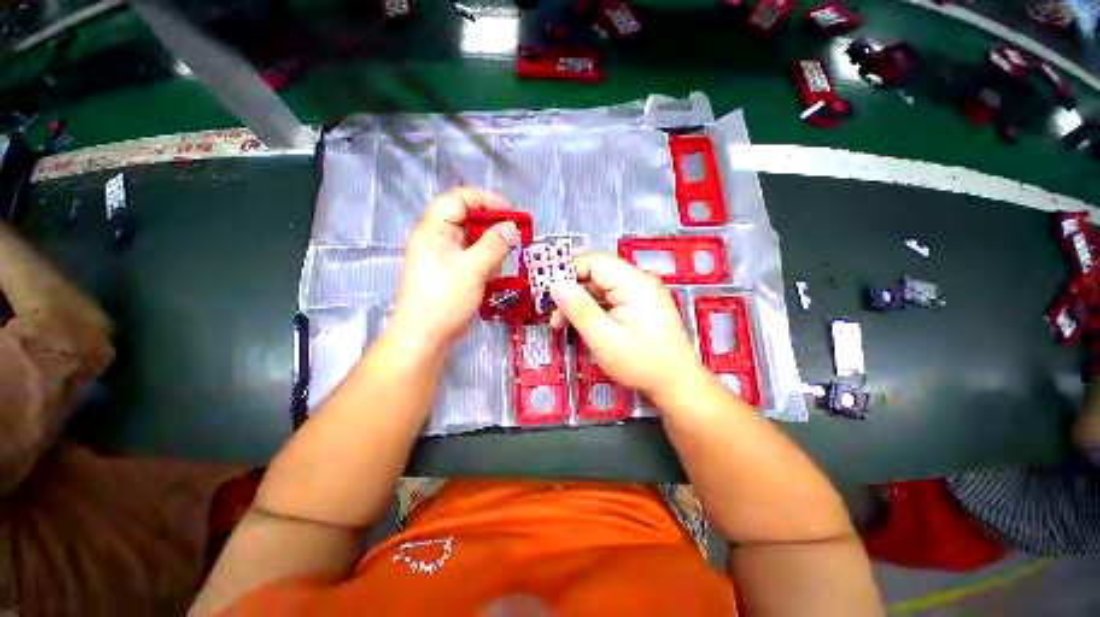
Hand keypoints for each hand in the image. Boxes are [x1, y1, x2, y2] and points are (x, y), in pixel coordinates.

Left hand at [391, 188, 519, 352]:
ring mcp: (442, 257)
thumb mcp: (473, 269)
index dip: (486, 200)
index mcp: (434, 230)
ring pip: (472, 242)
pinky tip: (492, 277)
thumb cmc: (444, 300)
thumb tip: (511, 228)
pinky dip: (484, 264)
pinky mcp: (449, 273)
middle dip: (492, 229)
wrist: (424, 338)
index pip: (459, 198)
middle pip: (467, 220)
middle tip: (514, 240)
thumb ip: (494, 245)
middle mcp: (436, 239)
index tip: (511, 213)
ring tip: (500, 265)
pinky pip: (471, 259)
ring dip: (490, 250)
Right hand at [549, 253, 704, 403]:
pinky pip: (610, 297)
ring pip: (601, 286)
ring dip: (579, 301)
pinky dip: (593, 307)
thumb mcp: (604, 339)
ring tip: (562, 323)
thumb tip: (556, 285)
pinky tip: (582, 323)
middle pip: (596, 273)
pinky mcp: (640, 304)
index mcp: (634, 283)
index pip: (593, 262)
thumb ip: (579, 309)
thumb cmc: (642, 363)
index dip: (566, 271)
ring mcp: (641, 292)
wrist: (677, 384)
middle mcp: (639, 280)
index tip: (546, 291)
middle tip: (553, 313)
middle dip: (571, 290)